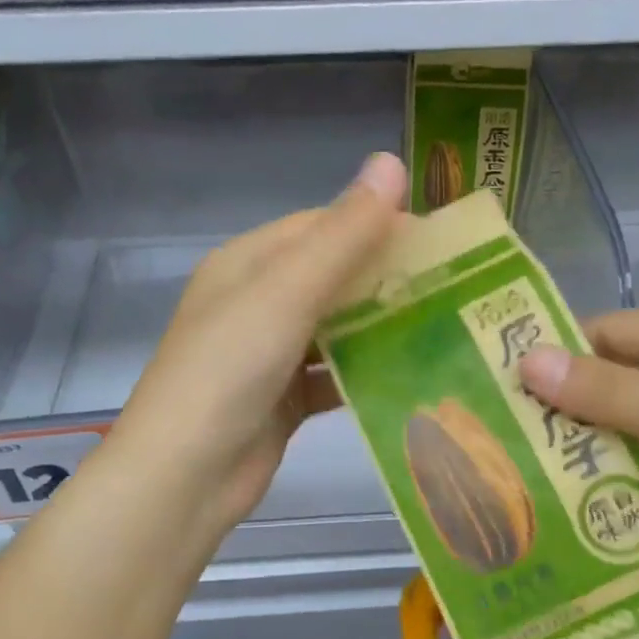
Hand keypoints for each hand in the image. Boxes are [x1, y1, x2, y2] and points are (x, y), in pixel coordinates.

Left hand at [107, 152, 406, 540]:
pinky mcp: (283, 400)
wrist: (186, 475)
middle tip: (452, 286)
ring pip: (335, 328)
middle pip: (331, 277)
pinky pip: (332, 376)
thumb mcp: (287, 292)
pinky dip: (364, 374)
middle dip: (385, 279)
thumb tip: (390, 162)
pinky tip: (410, 377)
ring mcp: (268, 354)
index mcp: (248, 264)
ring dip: (380, 327)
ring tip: (444, 328)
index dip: (376, 225)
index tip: (437, 239)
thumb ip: (342, 234)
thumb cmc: (230, 369)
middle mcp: (256, 303)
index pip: (321, 226)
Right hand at [518, 308, 638, 598]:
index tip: (498, 403)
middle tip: (515, 467)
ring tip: (552, 507)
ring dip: (611, 469)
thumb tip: (525, 360)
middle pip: (623, 388)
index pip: (606, 335)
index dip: (554, 362)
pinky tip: (621, 535)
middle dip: (576, 425)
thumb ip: (614, 394)